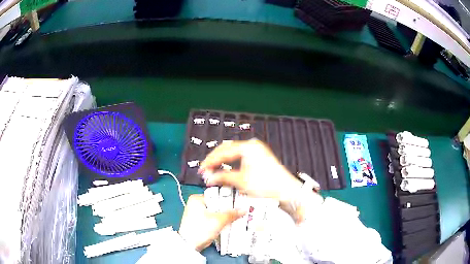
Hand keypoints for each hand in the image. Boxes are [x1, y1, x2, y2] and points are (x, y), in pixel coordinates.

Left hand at [178, 194, 244, 251]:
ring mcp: (197, 214)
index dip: (229, 200)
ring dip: (224, 217)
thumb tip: (243, 209)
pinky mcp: (199, 222)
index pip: (217, 195)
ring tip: (235, 218)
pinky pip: (212, 219)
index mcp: (197, 199)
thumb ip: (231, 214)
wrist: (190, 245)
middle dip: (227, 210)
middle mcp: (195, 204)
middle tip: (239, 212)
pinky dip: (219, 221)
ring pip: (215, 212)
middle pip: (217, 204)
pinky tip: (227, 224)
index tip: (239, 204)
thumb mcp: (218, 221)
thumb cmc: (201, 229)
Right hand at [199, 139, 302, 204]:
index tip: (202, 169)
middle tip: (205, 170)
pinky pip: (240, 157)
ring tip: (213, 170)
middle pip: (227, 150)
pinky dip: (231, 164)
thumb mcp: (241, 181)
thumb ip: (223, 177)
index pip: (223, 151)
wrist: (286, 191)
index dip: (210, 161)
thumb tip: (210, 177)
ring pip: (233, 153)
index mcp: (248, 147)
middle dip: (215, 160)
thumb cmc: (268, 184)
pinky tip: (226, 170)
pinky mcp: (259, 157)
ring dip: (222, 162)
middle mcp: (252, 146)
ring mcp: (256, 151)